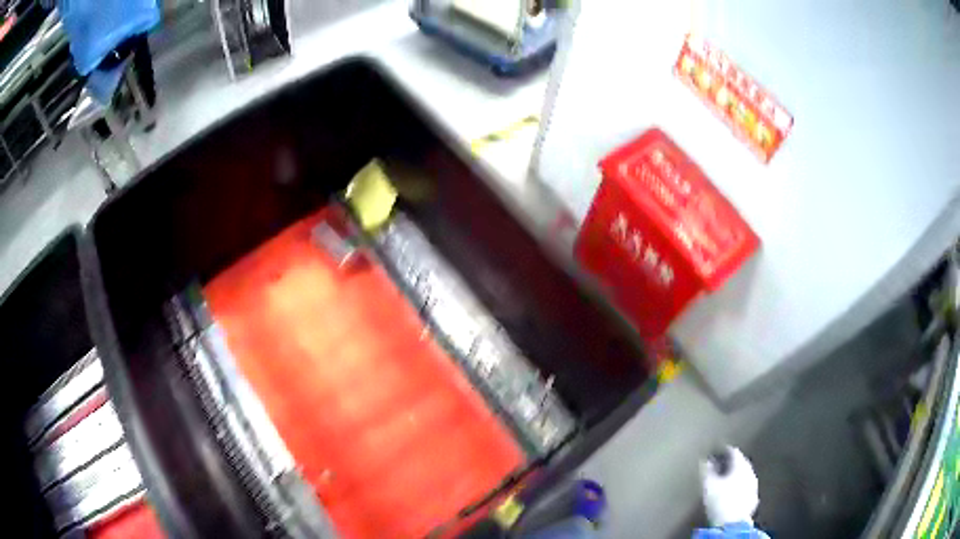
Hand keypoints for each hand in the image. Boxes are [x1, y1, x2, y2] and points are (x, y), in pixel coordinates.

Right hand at [700, 446, 759, 527]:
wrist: (732, 524)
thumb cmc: (720, 502)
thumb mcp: (708, 486)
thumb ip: (707, 471)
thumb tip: (705, 461)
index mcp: (741, 466)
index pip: (734, 452)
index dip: (724, 451)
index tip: (716, 452)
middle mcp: (750, 472)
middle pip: (740, 463)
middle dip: (730, 464)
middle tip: (719, 466)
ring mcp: (753, 486)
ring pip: (744, 475)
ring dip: (734, 476)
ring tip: (723, 480)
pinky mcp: (753, 498)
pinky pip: (745, 487)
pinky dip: (738, 486)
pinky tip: (730, 493)